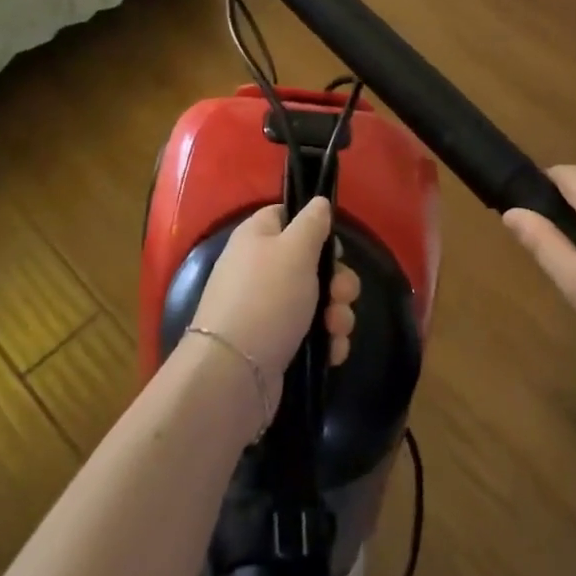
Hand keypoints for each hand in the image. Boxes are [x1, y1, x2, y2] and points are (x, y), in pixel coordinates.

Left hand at [190, 199, 359, 409]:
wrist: (235, 372)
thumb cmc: (267, 298)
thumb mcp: (295, 249)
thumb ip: (312, 223)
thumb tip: (318, 202)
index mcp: (257, 236)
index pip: (287, 216)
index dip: (315, 228)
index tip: (334, 246)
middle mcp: (259, 268)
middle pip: (311, 263)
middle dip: (337, 281)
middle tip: (341, 295)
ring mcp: (267, 308)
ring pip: (318, 301)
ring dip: (337, 314)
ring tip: (336, 329)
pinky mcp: (276, 342)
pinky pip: (311, 334)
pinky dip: (326, 341)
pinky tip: (331, 352)